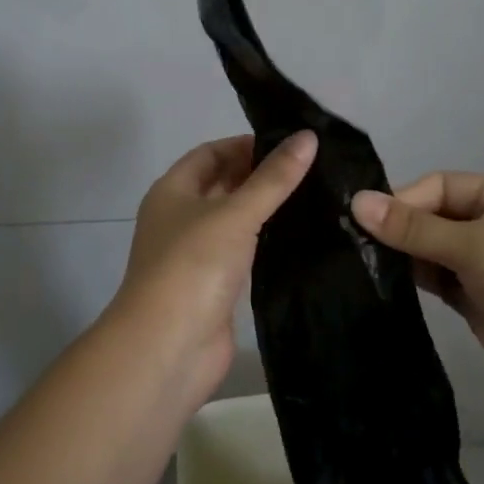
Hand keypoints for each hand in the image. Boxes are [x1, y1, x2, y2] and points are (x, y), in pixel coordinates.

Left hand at [106, 131, 316, 403]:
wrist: (168, 347)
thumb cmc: (194, 266)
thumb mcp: (235, 213)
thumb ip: (273, 178)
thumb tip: (308, 136)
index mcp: (173, 191)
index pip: (210, 153)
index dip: (245, 144)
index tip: (290, 143)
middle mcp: (180, 218)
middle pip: (222, 185)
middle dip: (259, 175)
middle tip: (311, 167)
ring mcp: (196, 255)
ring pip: (234, 220)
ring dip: (265, 209)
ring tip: (314, 195)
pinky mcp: (214, 286)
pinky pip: (243, 252)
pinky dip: (266, 241)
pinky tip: (300, 235)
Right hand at [351, 173, 483, 424]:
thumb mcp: (475, 246)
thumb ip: (415, 227)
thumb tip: (356, 202)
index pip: (438, 186)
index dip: (402, 200)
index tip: (363, 219)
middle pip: (431, 216)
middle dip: (398, 228)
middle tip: (351, 242)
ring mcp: (481, 264)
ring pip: (429, 250)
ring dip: (401, 255)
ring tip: (358, 262)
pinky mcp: (473, 299)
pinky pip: (434, 279)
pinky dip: (411, 280)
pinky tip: (381, 283)